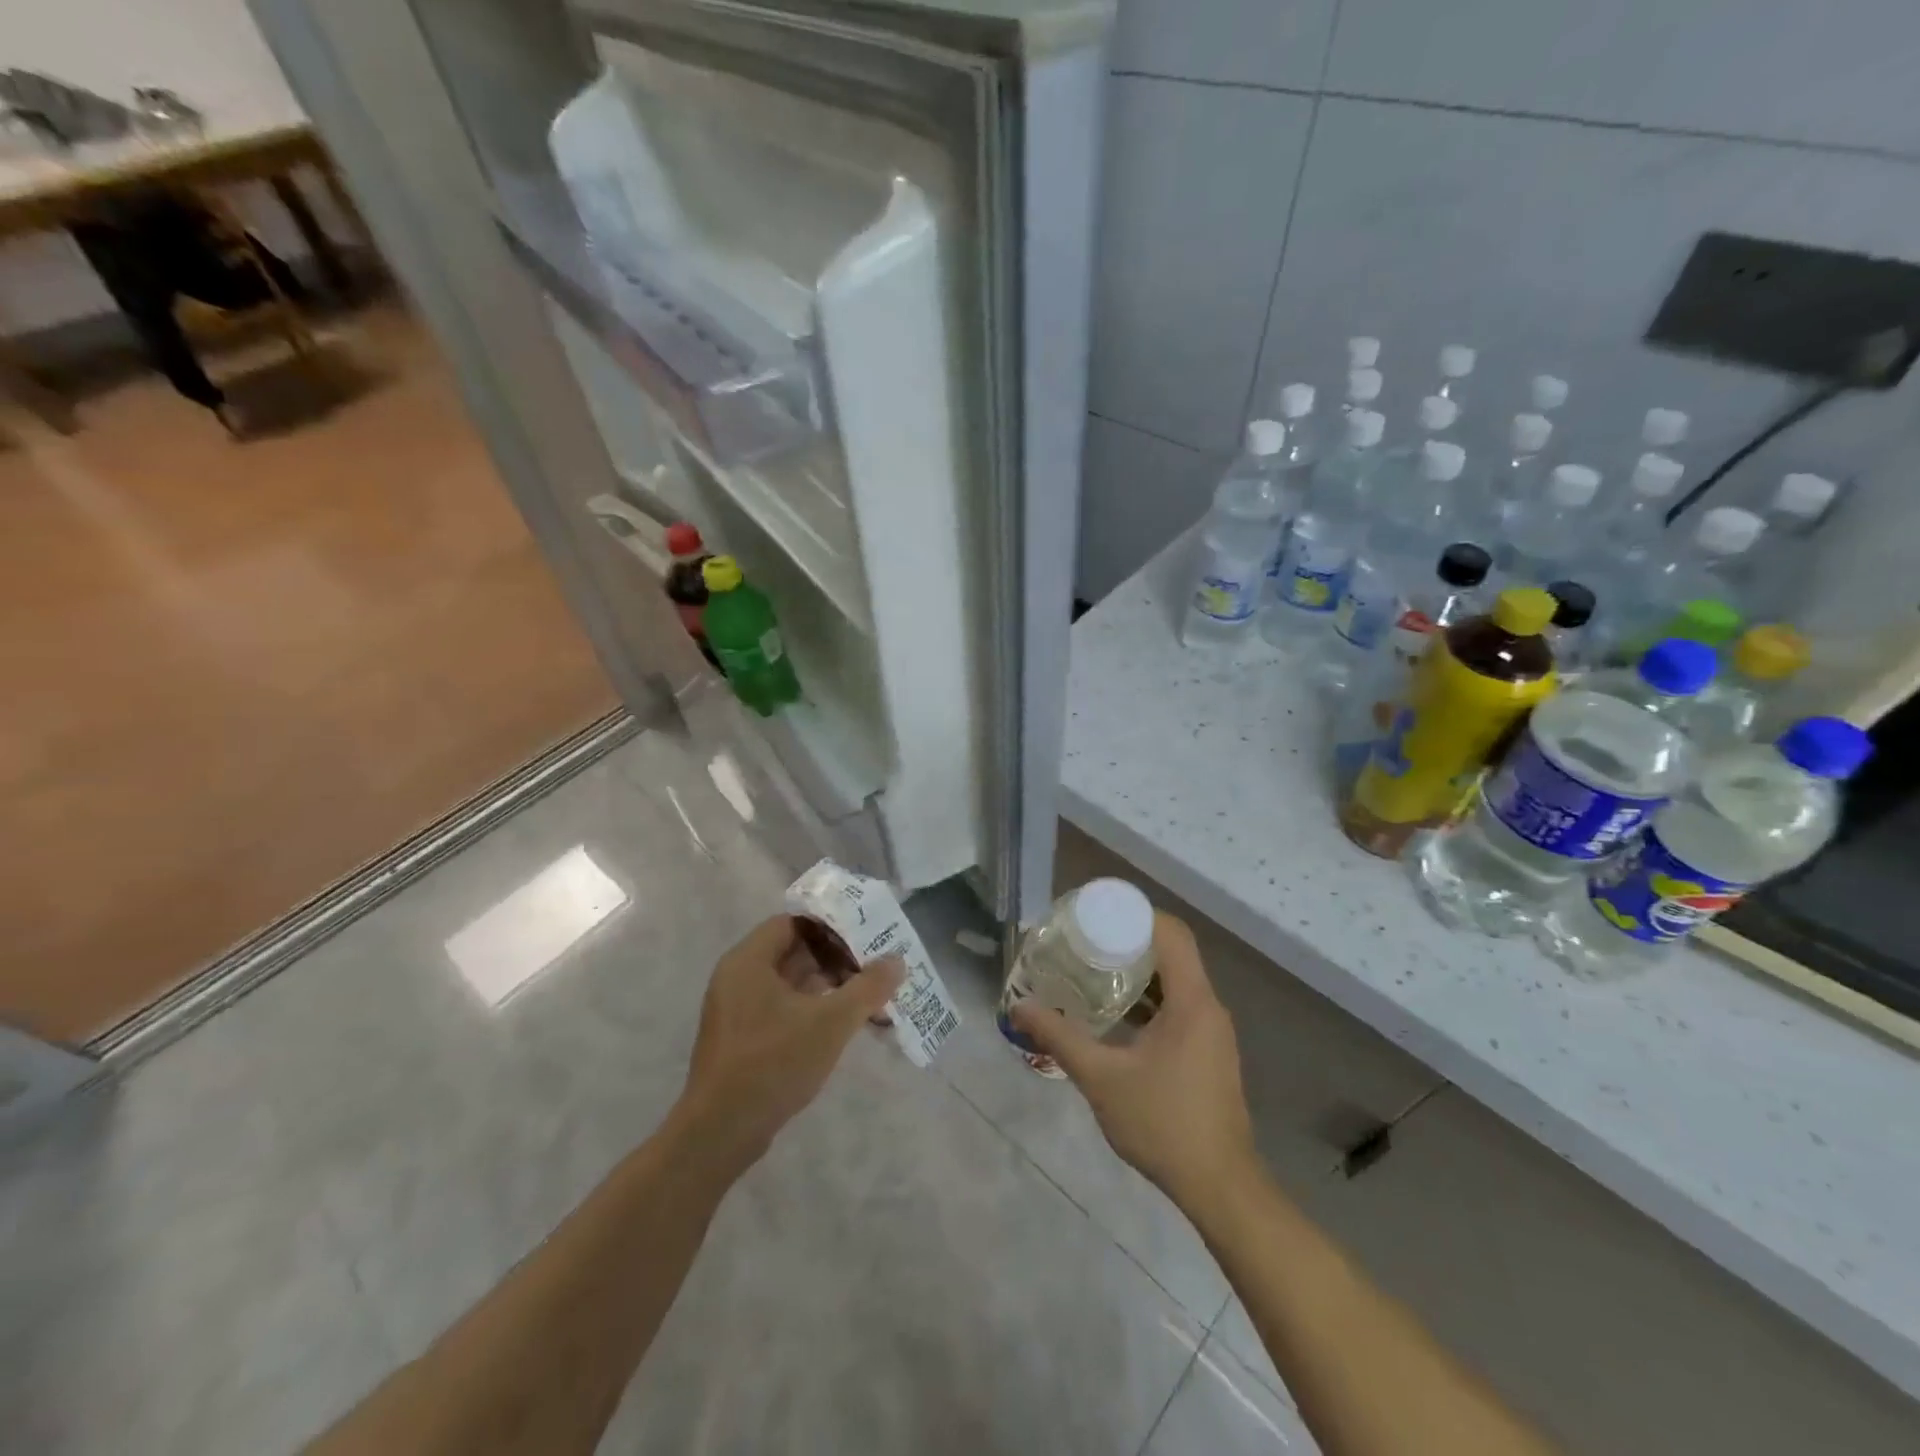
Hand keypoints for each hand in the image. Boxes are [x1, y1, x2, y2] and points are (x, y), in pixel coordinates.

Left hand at [678, 915, 902, 1165]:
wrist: (720, 1133)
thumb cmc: (773, 1063)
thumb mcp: (830, 1022)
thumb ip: (867, 988)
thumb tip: (897, 961)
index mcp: (749, 960)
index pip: (795, 922)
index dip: (832, 926)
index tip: (866, 937)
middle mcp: (737, 976)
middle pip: (794, 951)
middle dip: (836, 958)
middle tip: (873, 967)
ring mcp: (735, 1009)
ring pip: (789, 982)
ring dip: (827, 986)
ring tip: (866, 997)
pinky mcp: (740, 1038)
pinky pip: (780, 1007)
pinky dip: (810, 1008)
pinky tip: (840, 1026)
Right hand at [1010, 913, 1255, 1206]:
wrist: (1219, 1187)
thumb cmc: (1162, 1123)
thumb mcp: (1102, 1078)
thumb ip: (1059, 1038)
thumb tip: (1018, 1007)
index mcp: (1192, 1001)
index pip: (1171, 933)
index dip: (1136, 914)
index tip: (1097, 914)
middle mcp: (1208, 1006)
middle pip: (1172, 952)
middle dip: (1129, 941)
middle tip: (1084, 941)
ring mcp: (1212, 1031)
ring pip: (1175, 981)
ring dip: (1138, 972)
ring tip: (1092, 970)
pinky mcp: (1209, 1052)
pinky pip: (1178, 1006)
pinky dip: (1148, 999)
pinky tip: (1115, 1014)